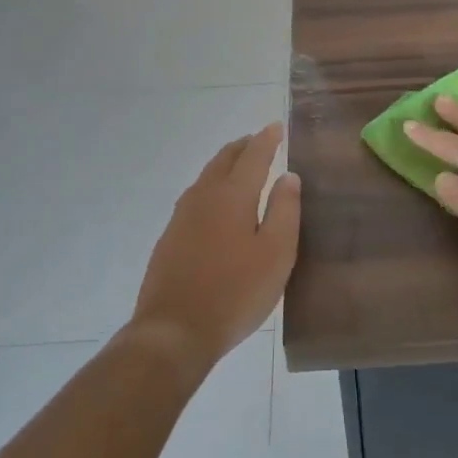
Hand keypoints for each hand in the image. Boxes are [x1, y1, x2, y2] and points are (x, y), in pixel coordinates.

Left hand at [130, 123, 300, 373]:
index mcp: (232, 196)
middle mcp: (203, 197)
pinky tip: (215, 205)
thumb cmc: (235, 292)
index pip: (253, 156)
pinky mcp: (169, 238)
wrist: (174, 331)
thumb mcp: (276, 253)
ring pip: (206, 178)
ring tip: (239, 166)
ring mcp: (181, 217)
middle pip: (223, 160)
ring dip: (225, 165)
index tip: (277, 127)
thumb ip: (284, 210)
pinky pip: (195, 198)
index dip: (267, 139)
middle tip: (259, 141)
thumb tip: (288, 176)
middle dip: (243, 147)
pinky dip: (211, 187)